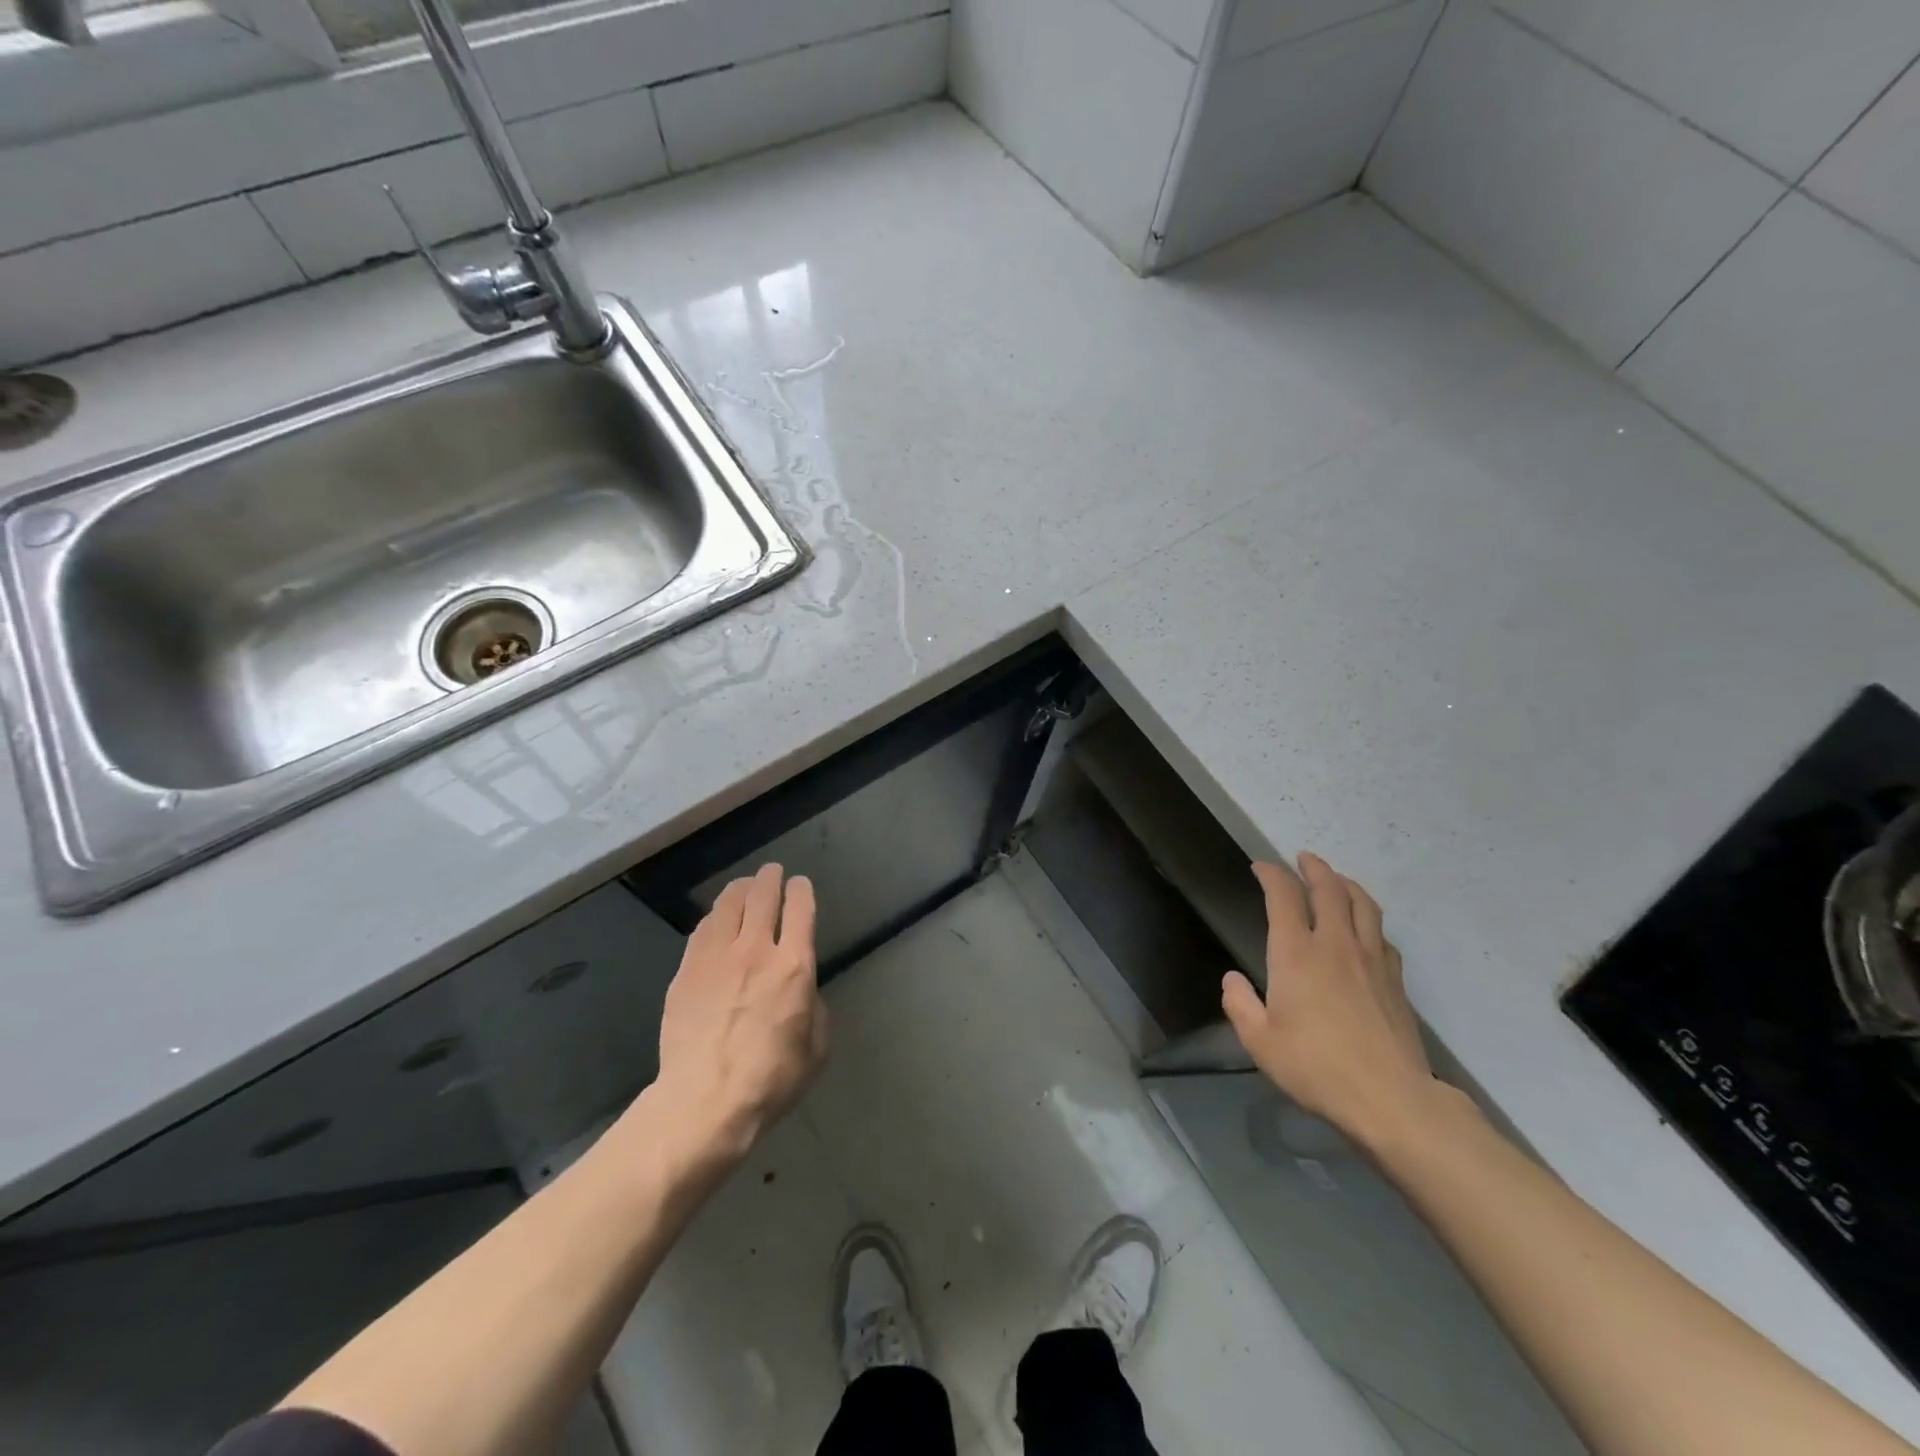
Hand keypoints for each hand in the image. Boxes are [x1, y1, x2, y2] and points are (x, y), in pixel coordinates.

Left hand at [650, 863, 827, 1164]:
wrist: (704, 1101)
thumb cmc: (771, 1079)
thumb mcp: (816, 1047)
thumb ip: (814, 1007)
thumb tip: (802, 991)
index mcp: (794, 966)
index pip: (800, 908)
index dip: (801, 890)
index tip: (800, 885)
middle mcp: (756, 950)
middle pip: (762, 896)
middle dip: (770, 878)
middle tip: (772, 872)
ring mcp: (717, 957)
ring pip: (728, 905)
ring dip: (741, 889)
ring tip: (745, 886)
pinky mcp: (687, 971)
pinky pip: (703, 930)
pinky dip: (715, 917)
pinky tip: (716, 920)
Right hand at [1222, 854, 1436, 1144]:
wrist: (1390, 1098)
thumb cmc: (1315, 1067)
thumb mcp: (1260, 1041)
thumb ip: (1240, 1005)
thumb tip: (1233, 980)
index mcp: (1296, 953)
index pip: (1283, 896)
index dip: (1271, 875)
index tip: (1261, 867)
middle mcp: (1334, 944)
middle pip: (1329, 889)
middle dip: (1313, 868)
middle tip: (1303, 858)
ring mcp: (1371, 959)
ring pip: (1362, 904)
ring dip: (1346, 884)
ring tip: (1336, 880)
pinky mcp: (1395, 980)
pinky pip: (1381, 934)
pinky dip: (1368, 919)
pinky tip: (1365, 929)